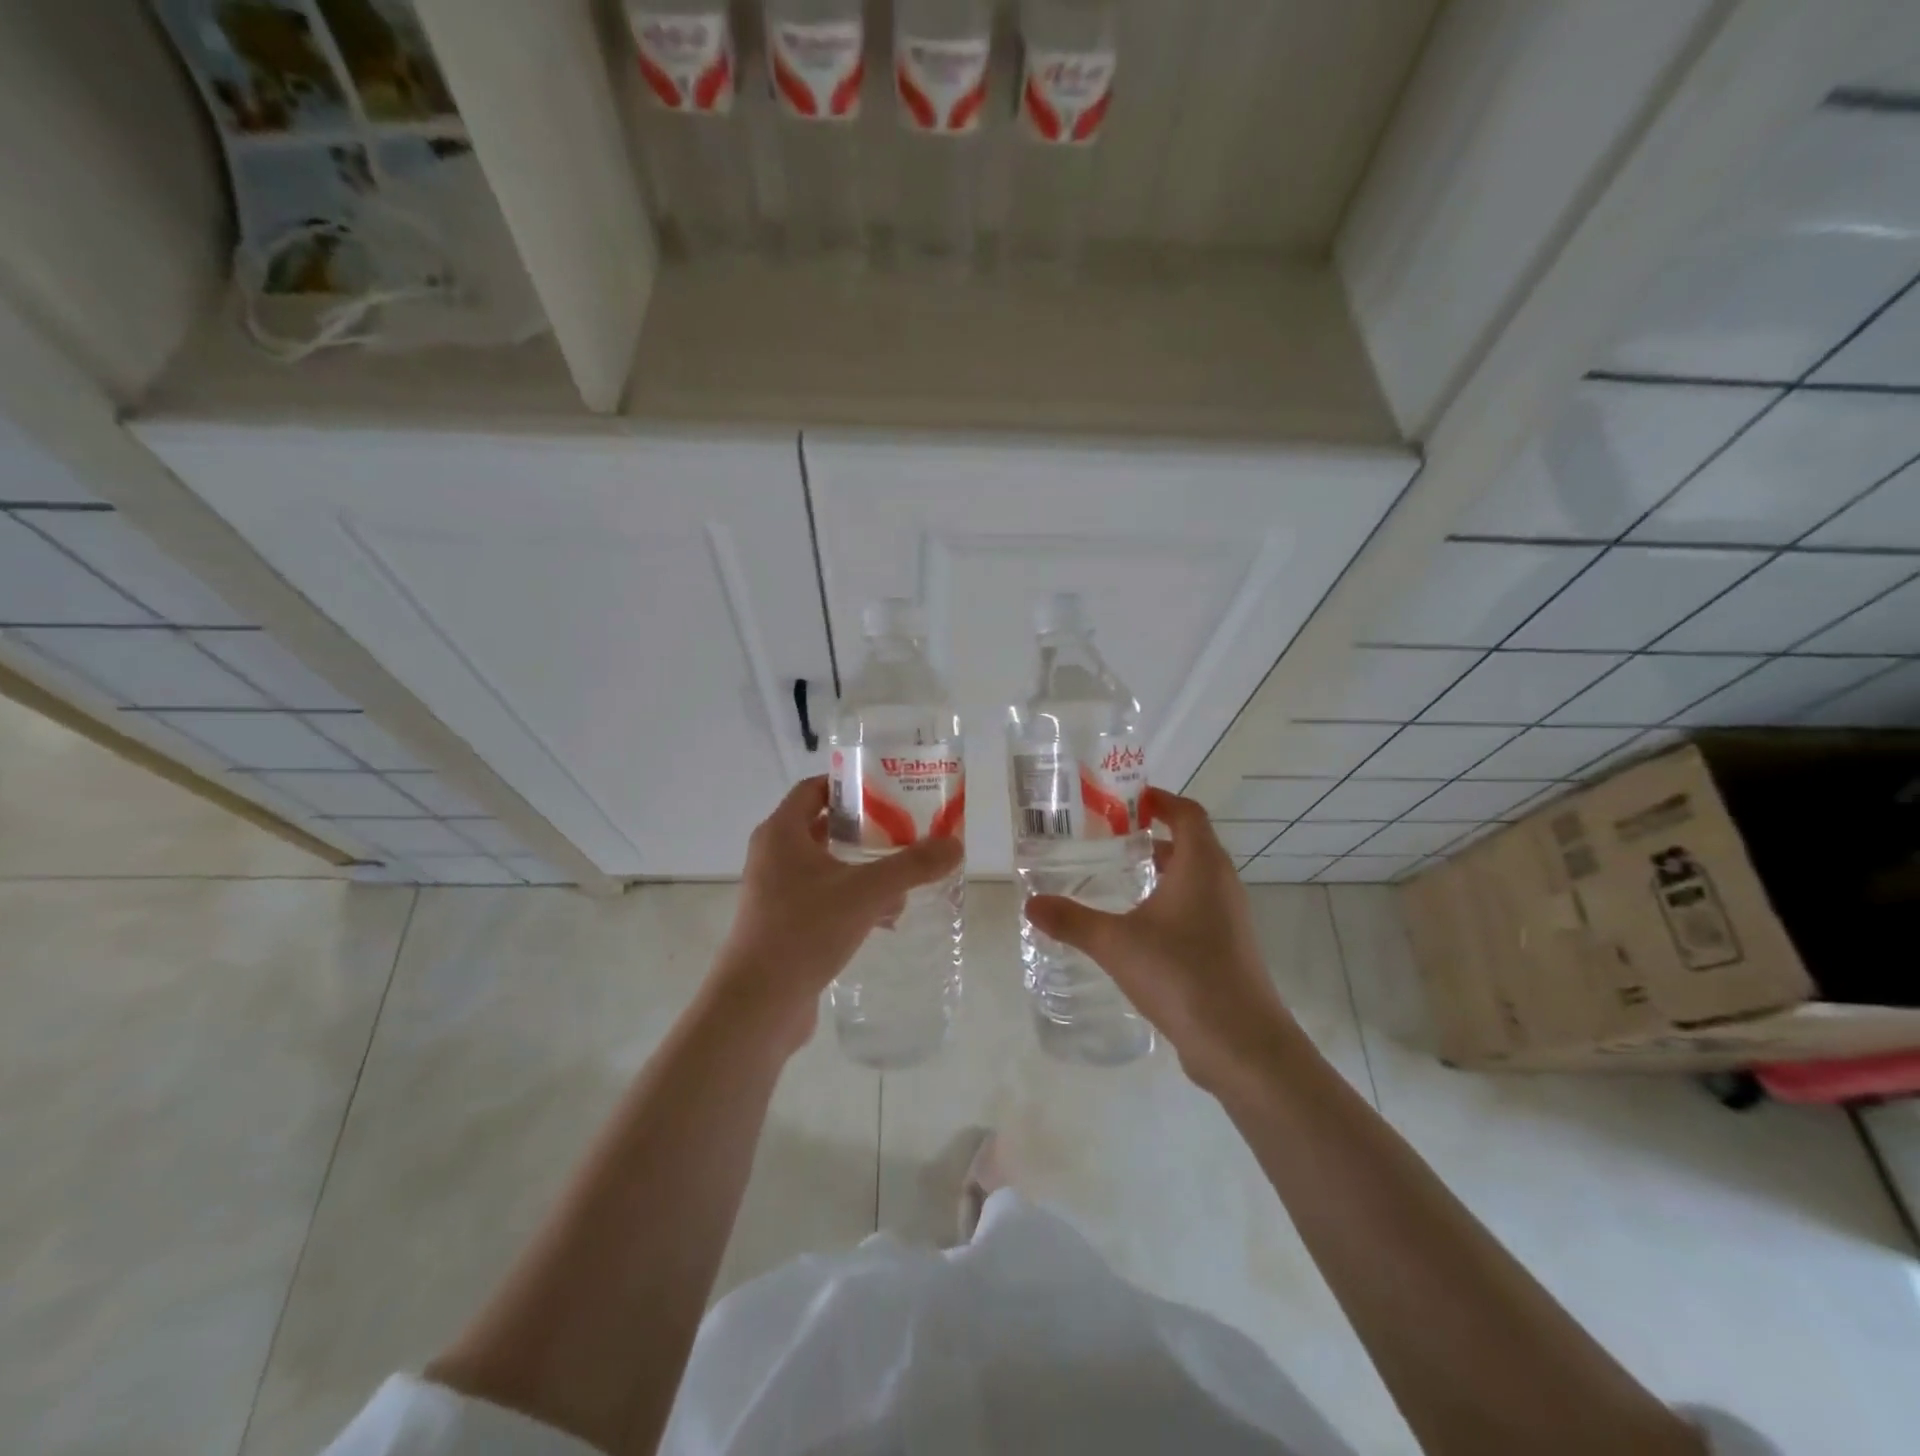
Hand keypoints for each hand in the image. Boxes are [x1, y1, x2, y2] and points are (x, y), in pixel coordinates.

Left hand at [711, 776, 962, 1054]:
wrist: (758, 1005)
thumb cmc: (804, 930)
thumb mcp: (866, 892)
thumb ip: (912, 866)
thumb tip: (955, 845)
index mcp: (782, 833)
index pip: (814, 788)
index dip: (850, 783)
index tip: (889, 787)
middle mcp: (774, 856)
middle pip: (824, 826)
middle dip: (866, 828)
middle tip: (906, 828)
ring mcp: (776, 892)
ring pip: (828, 866)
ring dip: (864, 867)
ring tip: (906, 875)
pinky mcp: (784, 924)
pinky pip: (824, 898)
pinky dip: (854, 899)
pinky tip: (887, 917)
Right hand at [1025, 788, 1300, 1091]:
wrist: (1241, 1044)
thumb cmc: (1181, 975)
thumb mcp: (1116, 944)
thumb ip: (1072, 921)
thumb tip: (1031, 904)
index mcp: (1201, 866)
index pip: (1187, 813)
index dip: (1160, 800)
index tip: (1128, 800)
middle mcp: (1221, 884)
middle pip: (1191, 843)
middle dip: (1153, 836)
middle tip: (1110, 840)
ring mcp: (1230, 918)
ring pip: (1195, 879)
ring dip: (1163, 871)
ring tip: (1120, 880)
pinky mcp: (1229, 948)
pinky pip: (1199, 908)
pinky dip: (1172, 903)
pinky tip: (1140, 928)